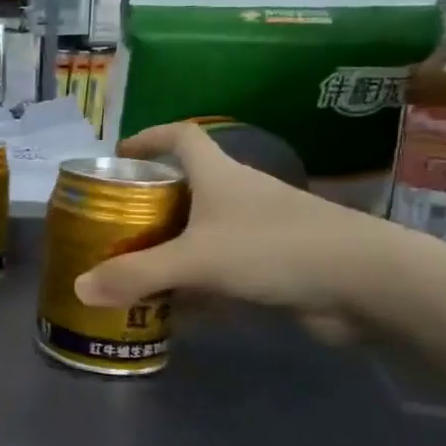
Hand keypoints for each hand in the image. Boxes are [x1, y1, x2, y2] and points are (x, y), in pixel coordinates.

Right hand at [74, 123, 389, 335]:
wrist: (366, 282)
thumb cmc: (274, 249)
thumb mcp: (195, 260)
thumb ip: (137, 275)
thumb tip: (79, 288)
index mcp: (219, 175)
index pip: (181, 136)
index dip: (149, 137)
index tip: (119, 154)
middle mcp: (240, 194)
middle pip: (188, 186)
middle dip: (152, 202)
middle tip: (116, 224)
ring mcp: (262, 229)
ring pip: (205, 230)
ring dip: (173, 246)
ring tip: (136, 268)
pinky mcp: (277, 263)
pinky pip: (224, 266)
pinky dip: (200, 282)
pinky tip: (180, 308)